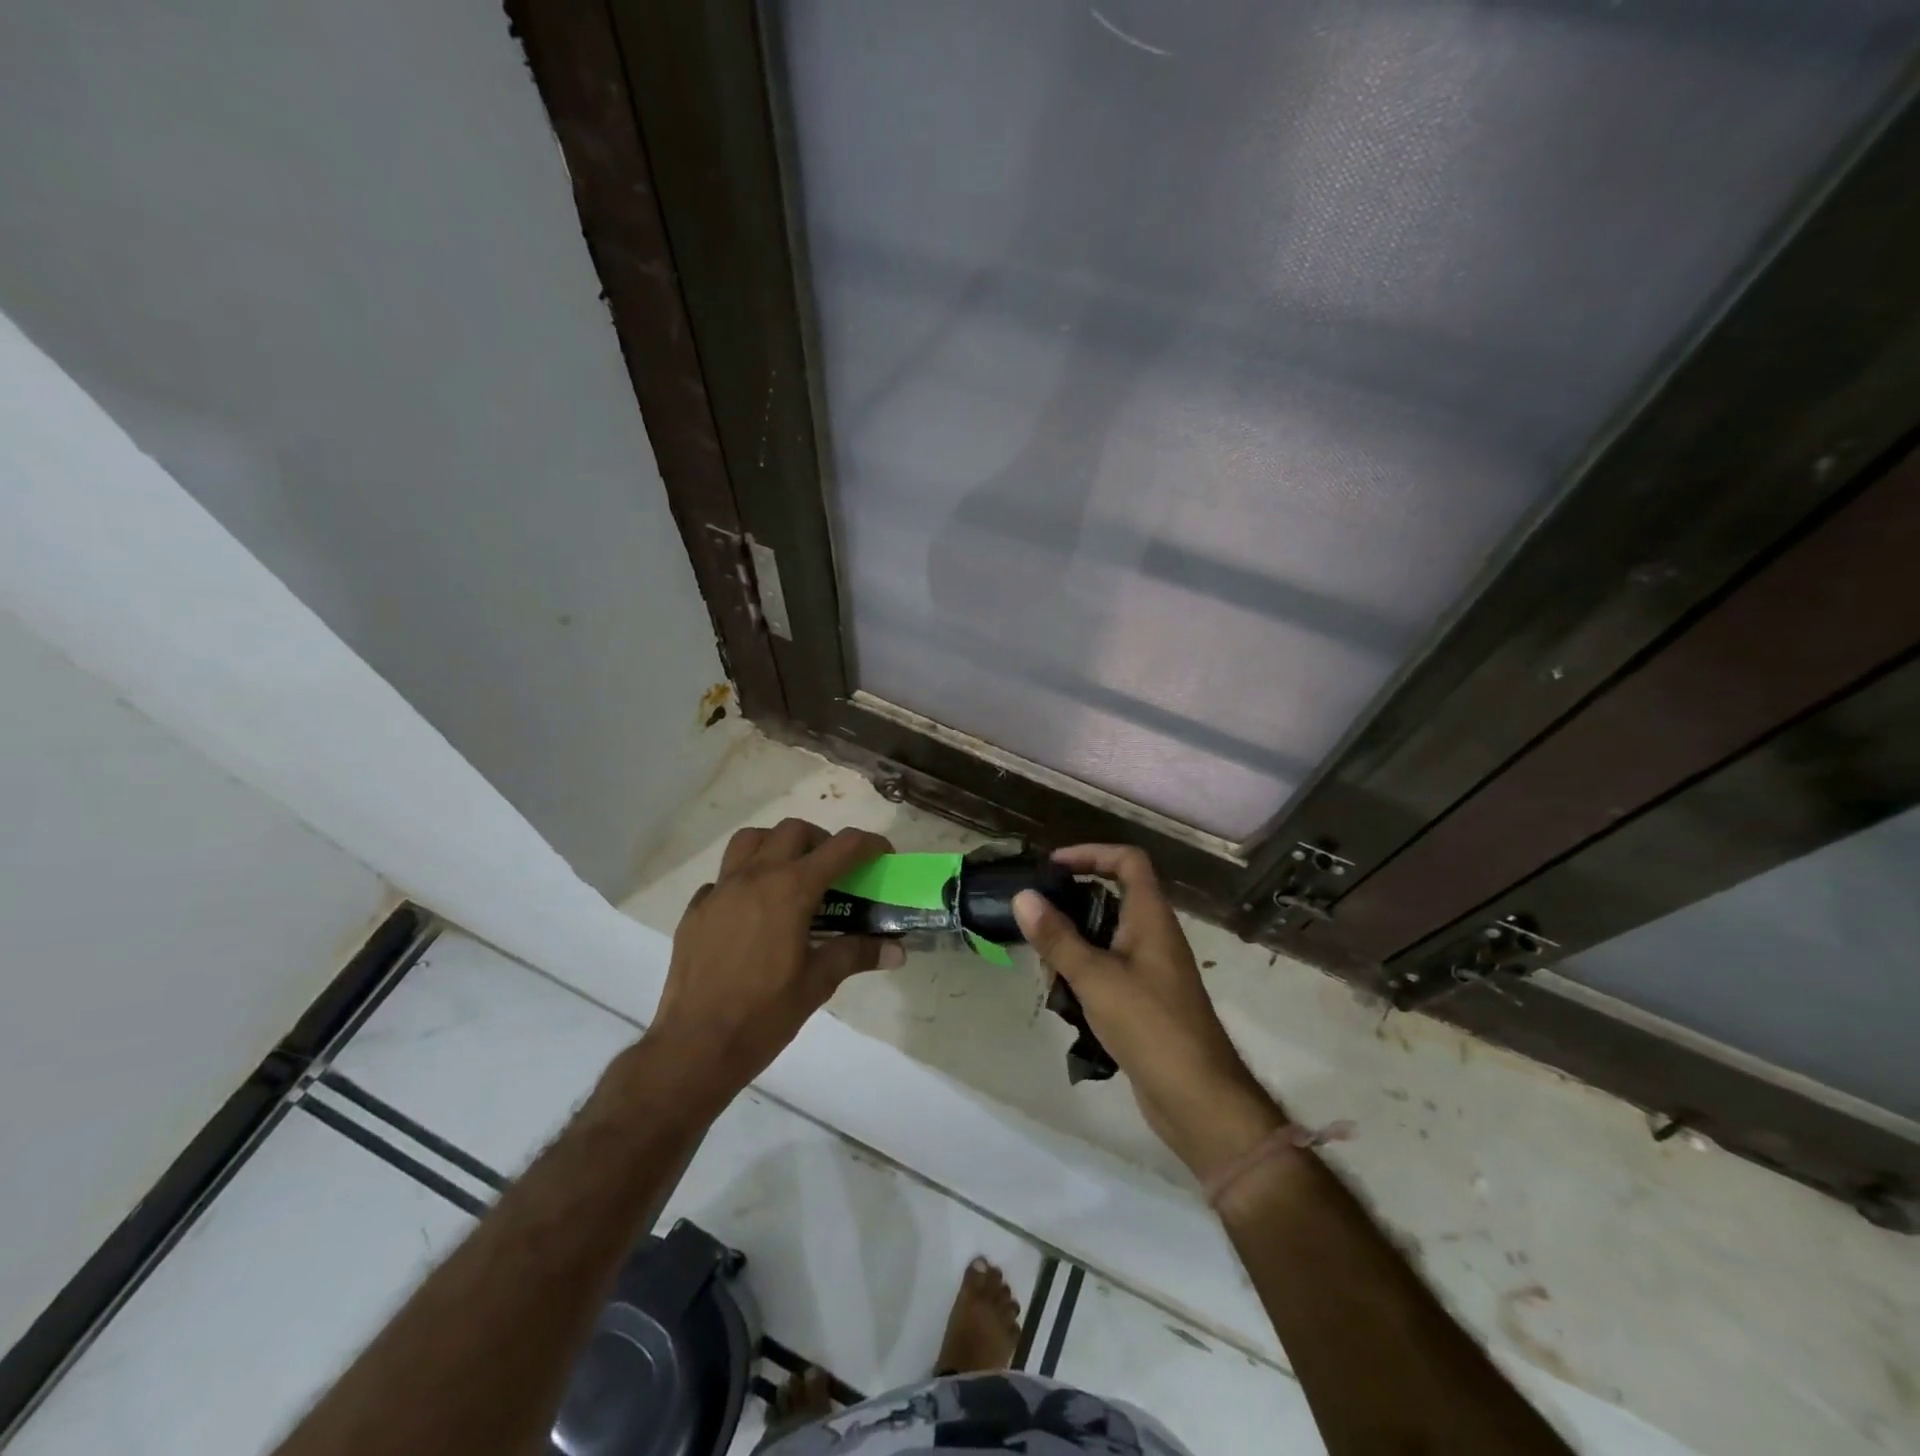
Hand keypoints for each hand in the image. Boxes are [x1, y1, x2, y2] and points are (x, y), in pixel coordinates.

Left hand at [644, 819, 899, 1107]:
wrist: (695, 1046)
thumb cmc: (763, 1014)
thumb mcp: (817, 983)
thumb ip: (856, 954)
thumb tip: (897, 950)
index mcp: (790, 890)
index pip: (841, 847)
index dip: (869, 844)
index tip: (882, 855)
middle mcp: (754, 877)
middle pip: (793, 830)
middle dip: (821, 840)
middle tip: (834, 870)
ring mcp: (719, 890)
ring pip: (750, 840)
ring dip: (777, 845)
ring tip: (790, 875)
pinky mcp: (696, 910)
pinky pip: (723, 877)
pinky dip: (743, 880)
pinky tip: (751, 912)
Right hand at [1013, 846, 1284, 1180]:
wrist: (1198, 1098)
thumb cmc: (1150, 1026)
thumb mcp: (1095, 977)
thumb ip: (1057, 937)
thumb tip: (1023, 897)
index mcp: (1151, 918)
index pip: (1128, 861)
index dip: (1092, 853)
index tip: (1054, 866)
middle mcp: (1155, 936)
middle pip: (1115, 896)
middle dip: (1074, 900)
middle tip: (1037, 914)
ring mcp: (1153, 969)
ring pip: (1108, 936)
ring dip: (1075, 941)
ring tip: (1042, 960)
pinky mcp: (1147, 1000)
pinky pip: (1110, 969)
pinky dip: (1084, 972)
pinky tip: (1061, 995)